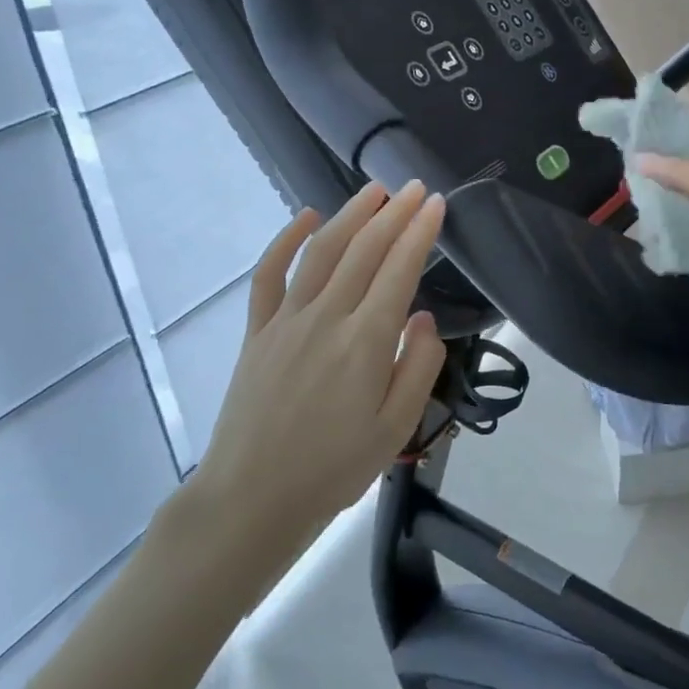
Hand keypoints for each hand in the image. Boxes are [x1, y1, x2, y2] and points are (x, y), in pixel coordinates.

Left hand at [192, 181, 448, 536]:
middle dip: (395, 214)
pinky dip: (286, 240)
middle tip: (416, 188)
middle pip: (365, 250)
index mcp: (366, 342)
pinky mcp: (258, 332)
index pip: (399, 270)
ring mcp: (286, 321)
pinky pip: (269, 275)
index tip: (437, 204)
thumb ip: (418, 366)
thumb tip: (423, 318)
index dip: (420, 232)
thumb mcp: (397, 428)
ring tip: (375, 191)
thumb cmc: (334, 469)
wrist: (252, 500)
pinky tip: (305, 218)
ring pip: (322, 252)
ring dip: (350, 215)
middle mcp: (327, 318)